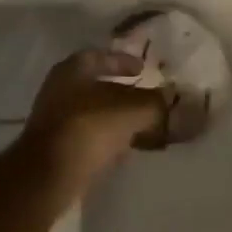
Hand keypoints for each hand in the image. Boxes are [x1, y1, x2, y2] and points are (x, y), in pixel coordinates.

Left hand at [14, 49, 169, 208]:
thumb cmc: (91, 126)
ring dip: (116, 119)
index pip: (102, 56)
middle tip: (147, 99)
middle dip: (123, 93)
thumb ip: (159, 104)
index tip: (143, 70)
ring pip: (93, 113)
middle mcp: (59, 89)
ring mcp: (54, 121)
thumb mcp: (135, 110)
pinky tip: (125, 149)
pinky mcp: (55, 150)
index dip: (124, 61)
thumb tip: (182, 103)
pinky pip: (88, 138)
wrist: (48, 176)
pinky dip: (106, 140)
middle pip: (97, 86)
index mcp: (74, 69)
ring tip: (143, 127)